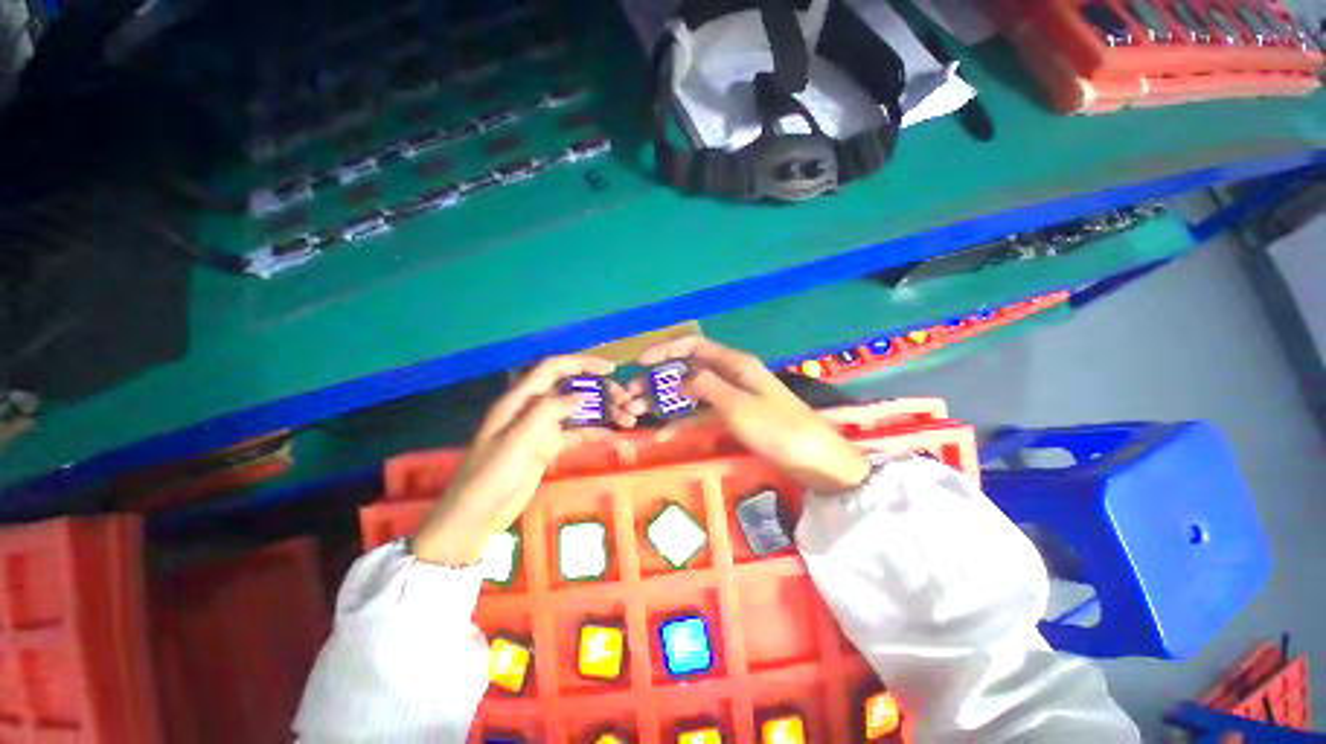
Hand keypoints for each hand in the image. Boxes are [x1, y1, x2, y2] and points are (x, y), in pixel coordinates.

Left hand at [413, 355, 643, 564]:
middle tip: (626, 401)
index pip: (553, 368)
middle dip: (600, 391)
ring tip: (628, 420)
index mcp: (520, 399)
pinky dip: (595, 431)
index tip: (610, 369)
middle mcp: (533, 408)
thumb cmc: (492, 474)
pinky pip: (576, 433)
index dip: (581, 363)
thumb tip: (581, 395)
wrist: (477, 515)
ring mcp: (542, 428)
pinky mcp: (549, 446)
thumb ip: (547, 411)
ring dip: (603, 412)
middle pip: (571, 389)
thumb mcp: (518, 439)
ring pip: (578, 411)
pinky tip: (614, 436)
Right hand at [637, 337, 871, 492]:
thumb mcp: (738, 405)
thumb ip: (706, 386)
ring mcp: (734, 398)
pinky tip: (664, 435)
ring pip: (693, 393)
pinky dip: (684, 421)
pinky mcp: (736, 418)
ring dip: (667, 402)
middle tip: (633, 394)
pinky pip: (704, 414)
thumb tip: (680, 379)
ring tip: (640, 413)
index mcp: (735, 364)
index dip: (665, 350)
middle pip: (689, 369)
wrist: (816, 460)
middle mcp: (732, 375)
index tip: (640, 363)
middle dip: (660, 379)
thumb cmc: (777, 429)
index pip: (693, 345)